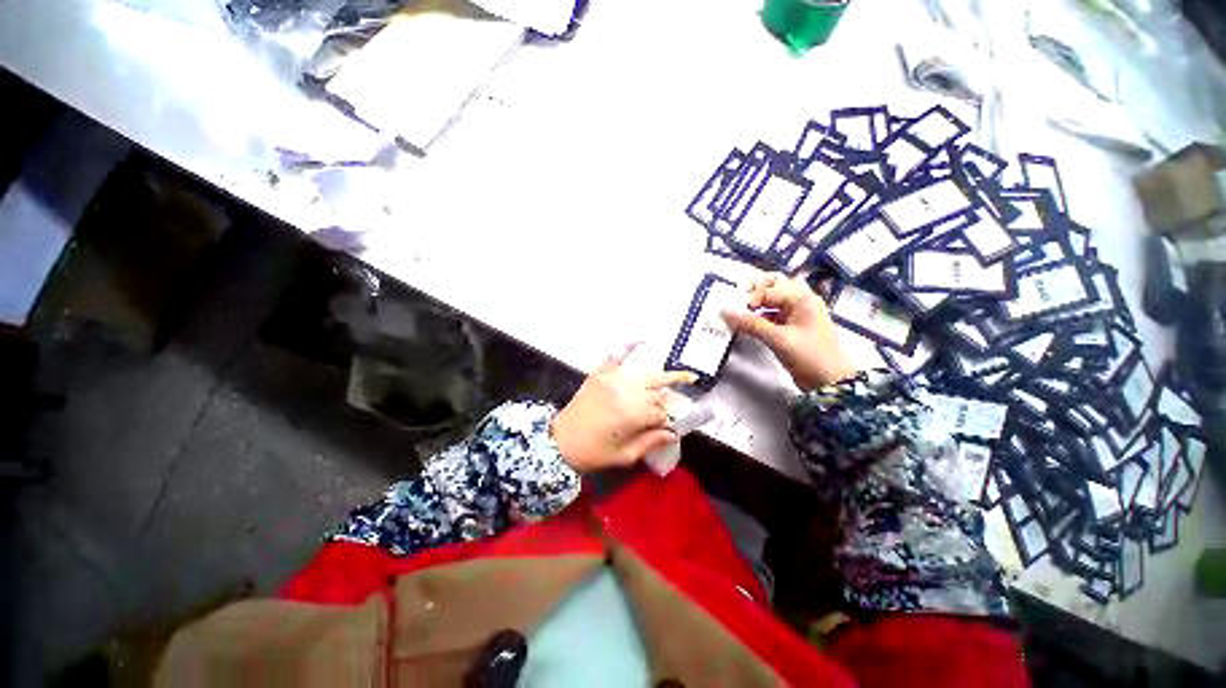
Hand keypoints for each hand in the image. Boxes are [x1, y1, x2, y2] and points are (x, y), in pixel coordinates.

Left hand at [552, 346, 696, 472]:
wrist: (559, 441)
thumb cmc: (593, 453)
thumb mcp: (624, 456)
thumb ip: (650, 442)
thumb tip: (672, 433)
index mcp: (633, 415)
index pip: (662, 413)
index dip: (668, 421)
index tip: (670, 427)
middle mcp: (627, 393)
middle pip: (658, 392)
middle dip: (669, 400)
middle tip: (678, 403)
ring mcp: (613, 380)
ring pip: (647, 375)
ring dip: (666, 375)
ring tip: (686, 375)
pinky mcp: (600, 374)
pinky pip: (616, 357)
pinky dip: (627, 347)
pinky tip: (641, 340)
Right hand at [722, 272, 855, 390]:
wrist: (829, 382)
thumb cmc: (809, 355)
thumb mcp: (778, 338)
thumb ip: (751, 324)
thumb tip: (726, 313)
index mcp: (802, 299)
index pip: (768, 290)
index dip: (750, 299)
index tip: (735, 311)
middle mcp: (800, 302)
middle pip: (773, 289)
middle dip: (753, 294)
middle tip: (736, 302)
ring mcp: (797, 316)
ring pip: (771, 304)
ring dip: (755, 307)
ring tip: (738, 315)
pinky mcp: (792, 329)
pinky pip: (772, 317)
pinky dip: (759, 319)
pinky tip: (747, 326)